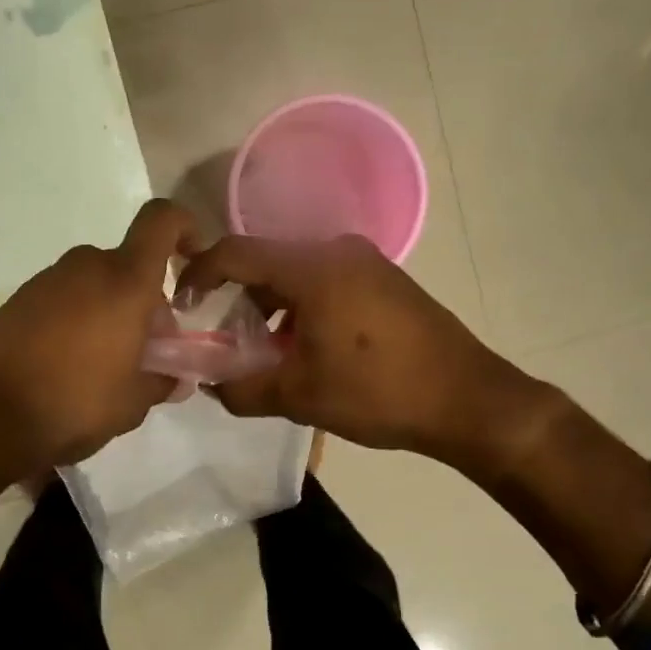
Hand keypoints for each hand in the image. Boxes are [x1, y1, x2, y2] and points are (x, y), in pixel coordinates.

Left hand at [0, 199, 197, 474]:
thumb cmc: (73, 403)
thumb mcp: (132, 404)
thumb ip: (161, 382)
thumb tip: (174, 378)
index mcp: (125, 282)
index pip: (162, 221)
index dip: (185, 227)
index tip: (193, 259)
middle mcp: (85, 267)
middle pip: (129, 265)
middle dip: (145, 299)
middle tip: (146, 348)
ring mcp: (46, 281)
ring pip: (94, 284)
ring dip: (109, 312)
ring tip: (105, 365)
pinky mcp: (16, 300)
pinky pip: (62, 299)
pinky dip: (76, 320)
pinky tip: (67, 366)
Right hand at [176, 234, 531, 463]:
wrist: (468, 399)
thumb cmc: (379, 392)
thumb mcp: (300, 396)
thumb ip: (242, 389)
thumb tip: (211, 386)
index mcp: (313, 268)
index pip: (236, 253)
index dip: (199, 274)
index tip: (182, 305)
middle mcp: (337, 250)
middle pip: (266, 261)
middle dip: (237, 298)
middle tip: (225, 339)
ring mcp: (365, 262)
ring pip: (296, 273)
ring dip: (271, 306)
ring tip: (266, 351)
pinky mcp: (384, 279)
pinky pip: (325, 281)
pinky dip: (301, 306)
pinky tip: (307, 346)